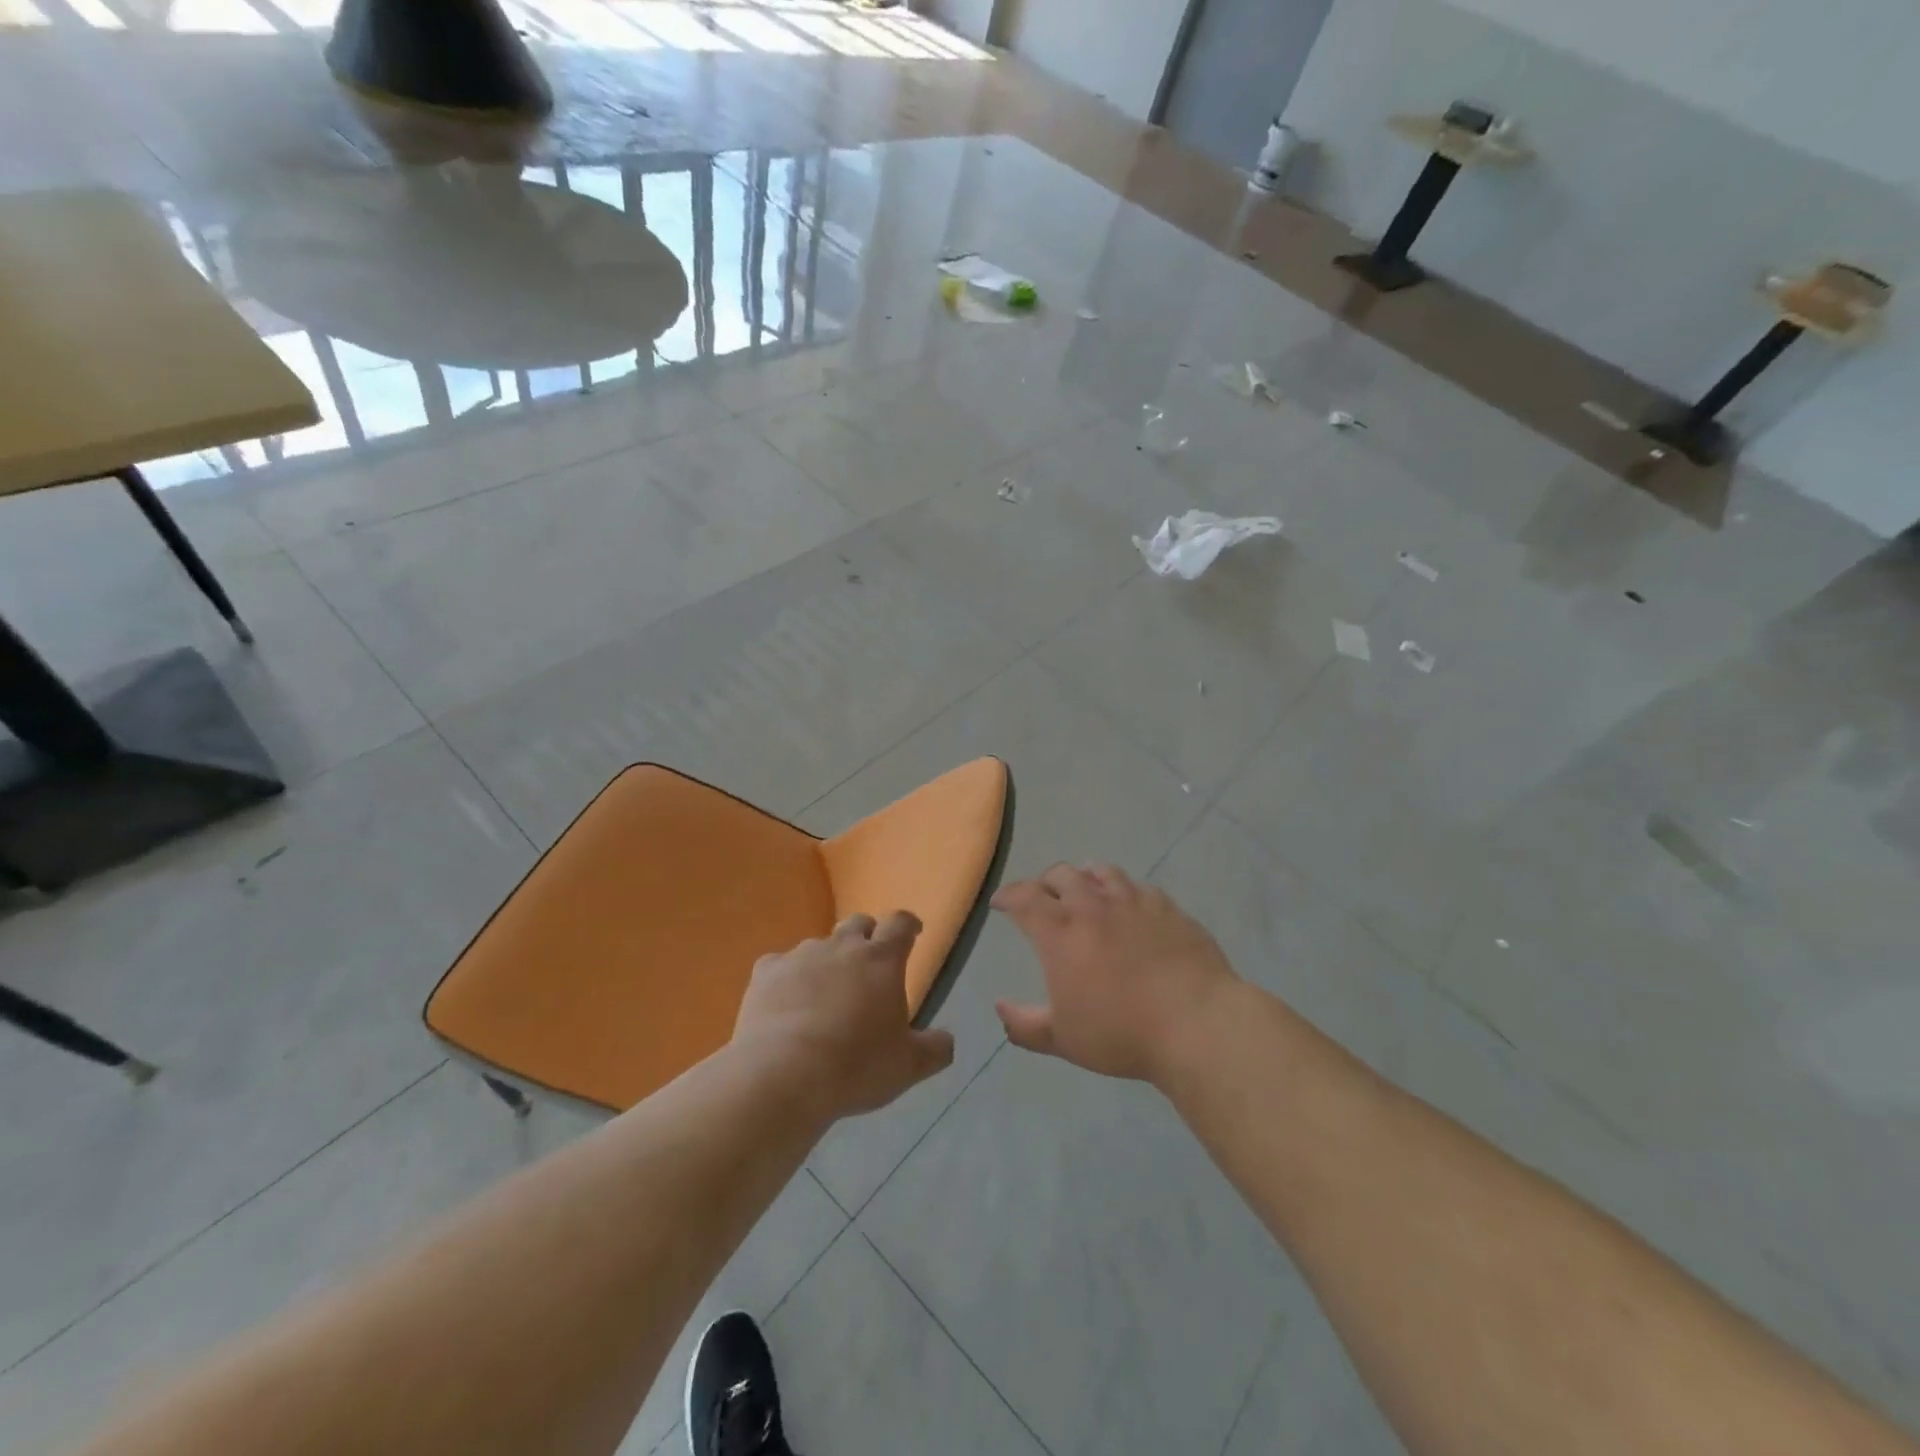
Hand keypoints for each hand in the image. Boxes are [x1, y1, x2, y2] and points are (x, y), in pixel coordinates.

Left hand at [732, 912, 955, 1120]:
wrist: (783, 1075)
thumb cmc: (856, 1066)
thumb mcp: (908, 1065)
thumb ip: (934, 1049)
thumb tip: (946, 1040)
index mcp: (882, 960)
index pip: (901, 924)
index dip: (908, 925)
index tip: (912, 933)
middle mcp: (842, 946)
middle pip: (858, 923)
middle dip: (867, 936)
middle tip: (869, 963)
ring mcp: (801, 956)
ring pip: (819, 945)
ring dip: (827, 961)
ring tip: (825, 993)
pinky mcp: (766, 973)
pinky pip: (780, 965)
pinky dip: (787, 978)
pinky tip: (785, 1003)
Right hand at [992, 863, 1238, 1084]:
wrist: (1196, 1023)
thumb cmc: (1121, 1033)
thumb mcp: (1063, 1040)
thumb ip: (1024, 1025)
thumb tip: (1000, 1006)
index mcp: (1060, 932)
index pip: (1024, 898)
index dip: (1008, 896)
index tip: (1001, 902)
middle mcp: (1092, 906)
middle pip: (1061, 875)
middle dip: (1045, 883)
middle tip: (1043, 899)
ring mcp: (1133, 902)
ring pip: (1101, 872)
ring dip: (1084, 877)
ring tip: (1084, 889)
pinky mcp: (1167, 907)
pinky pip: (1139, 887)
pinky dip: (1125, 891)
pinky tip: (1130, 906)